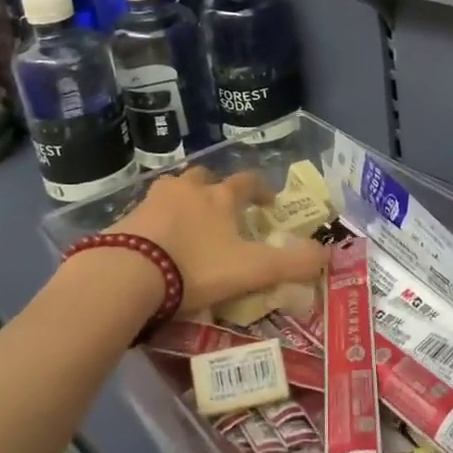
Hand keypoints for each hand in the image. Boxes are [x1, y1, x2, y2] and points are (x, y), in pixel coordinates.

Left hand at [114, 165, 326, 314]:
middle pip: (205, 178)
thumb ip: (292, 263)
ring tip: (189, 226)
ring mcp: (152, 201)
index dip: (262, 189)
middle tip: (223, 211)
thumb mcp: (252, 270)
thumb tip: (327, 254)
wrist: (128, 274)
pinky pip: (147, 214)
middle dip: (217, 190)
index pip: (247, 182)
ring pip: (174, 191)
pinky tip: (158, 245)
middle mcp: (187, 190)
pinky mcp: (125, 219)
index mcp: (219, 197)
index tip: (270, 202)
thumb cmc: (196, 267)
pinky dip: (157, 223)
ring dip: (184, 202)